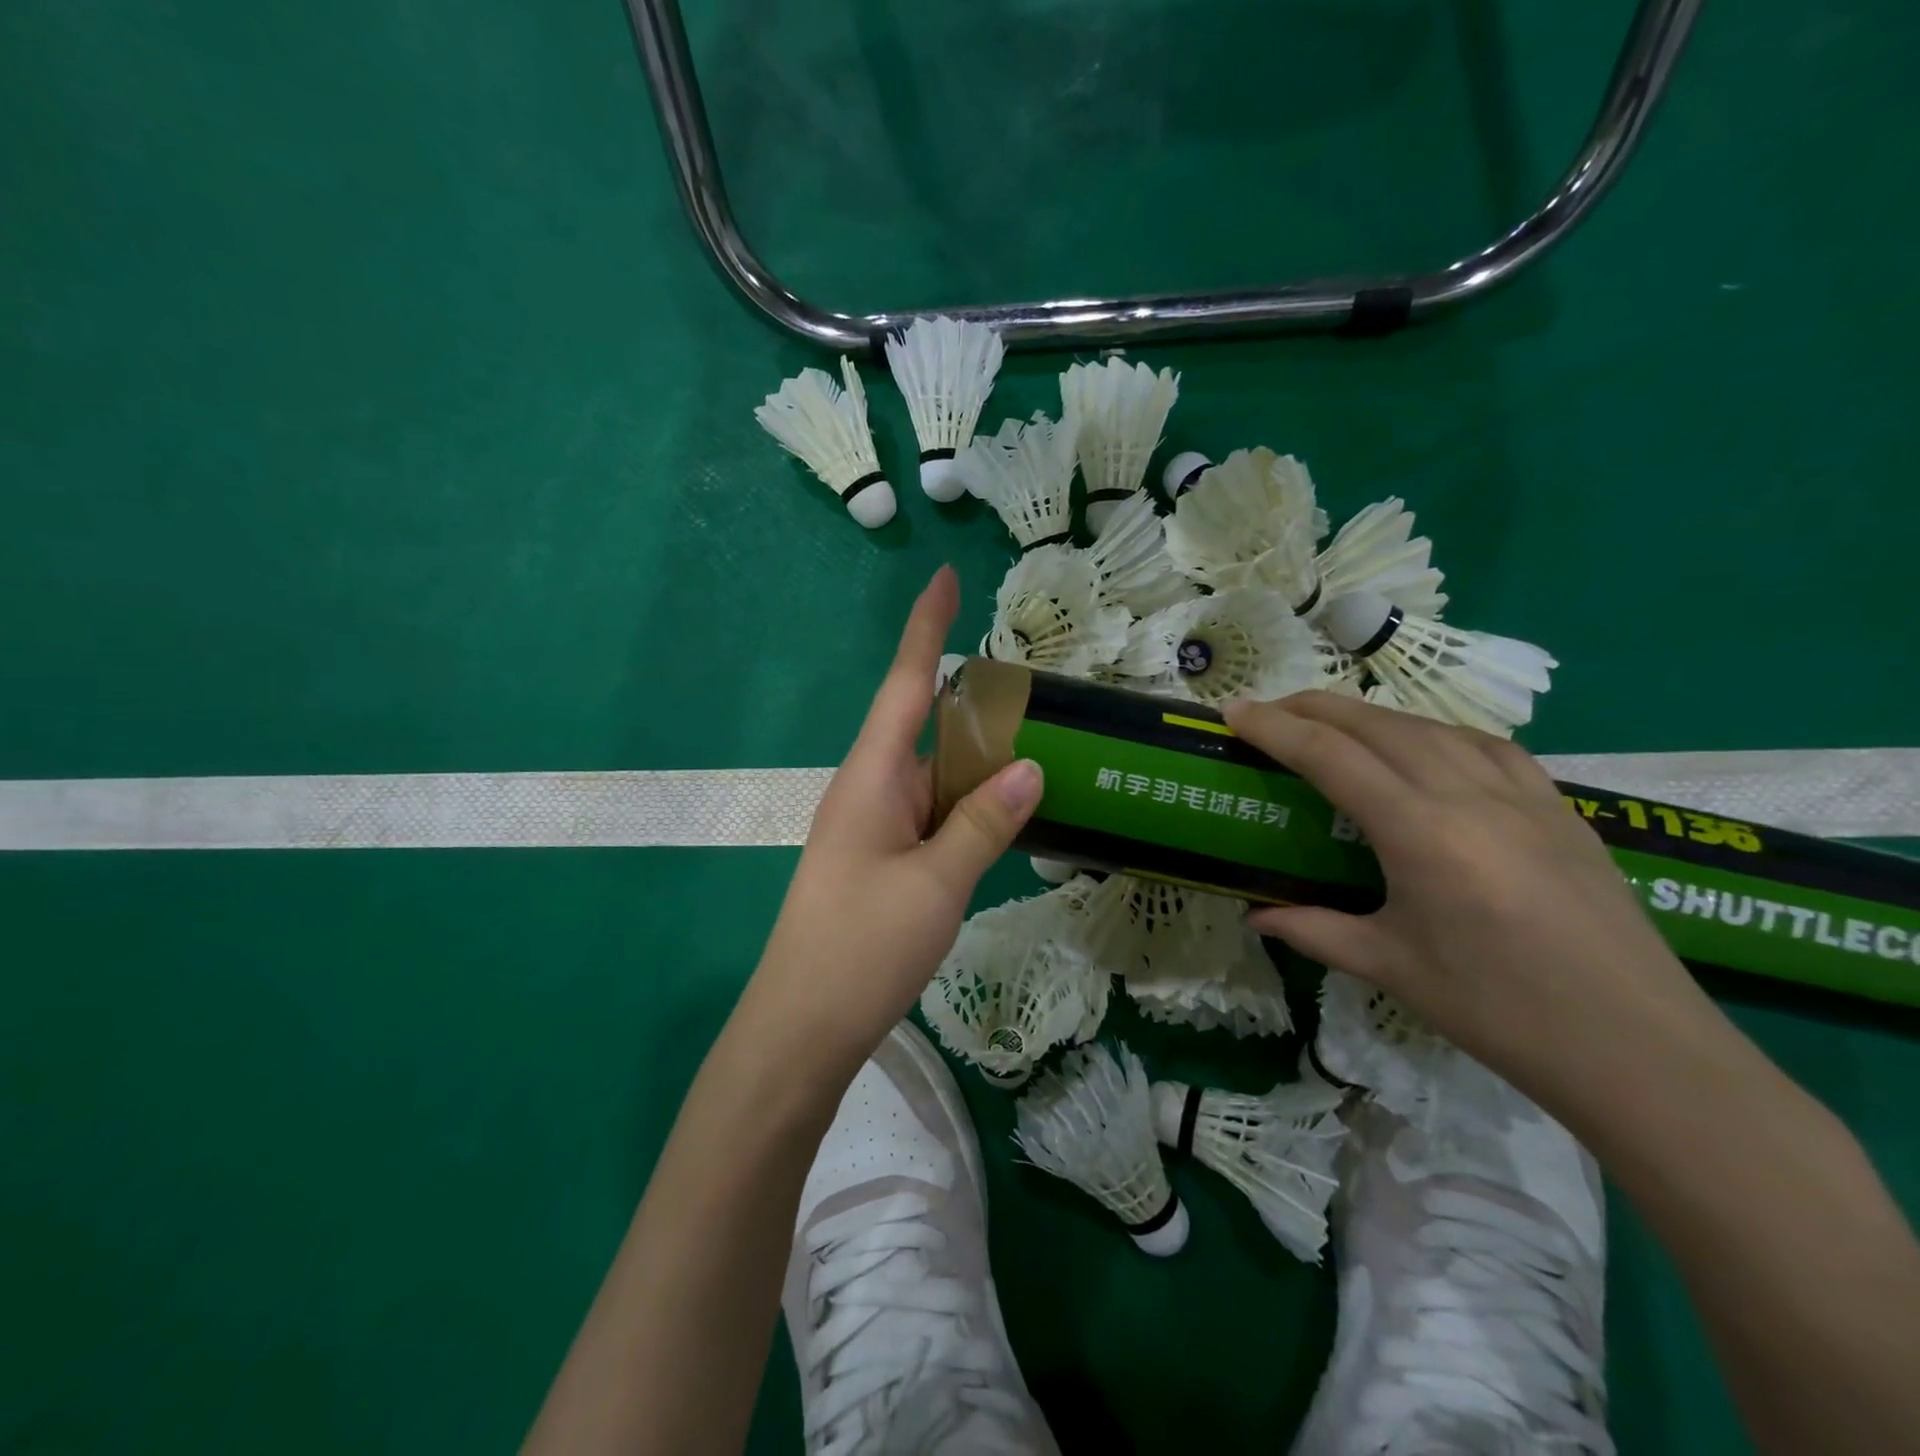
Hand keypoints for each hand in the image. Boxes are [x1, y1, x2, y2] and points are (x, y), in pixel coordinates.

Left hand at [746, 568, 1041, 1076]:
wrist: (803, 1028)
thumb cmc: (861, 947)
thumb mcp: (935, 884)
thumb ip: (983, 822)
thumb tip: (1030, 766)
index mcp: (872, 777)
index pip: (904, 685)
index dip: (926, 629)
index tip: (944, 578)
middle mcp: (871, 790)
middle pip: (928, 728)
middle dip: (977, 706)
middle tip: (1040, 695)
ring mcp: (877, 827)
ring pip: (936, 777)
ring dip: (980, 763)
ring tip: (1044, 748)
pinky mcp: (885, 861)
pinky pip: (934, 815)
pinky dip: (971, 807)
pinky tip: (1009, 814)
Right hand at [1223, 692, 1713, 1090]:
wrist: (1641, 1050)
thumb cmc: (1499, 1012)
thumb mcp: (1391, 967)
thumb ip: (1314, 930)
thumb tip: (1257, 915)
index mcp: (1420, 832)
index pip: (1330, 756)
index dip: (1275, 728)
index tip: (1234, 713)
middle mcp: (1469, 795)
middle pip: (1377, 724)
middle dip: (1314, 707)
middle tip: (1269, 711)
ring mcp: (1524, 796)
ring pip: (1431, 726)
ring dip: (1372, 715)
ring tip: (1334, 724)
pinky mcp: (1561, 808)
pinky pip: (1487, 746)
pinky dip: (1437, 732)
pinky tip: (1426, 748)